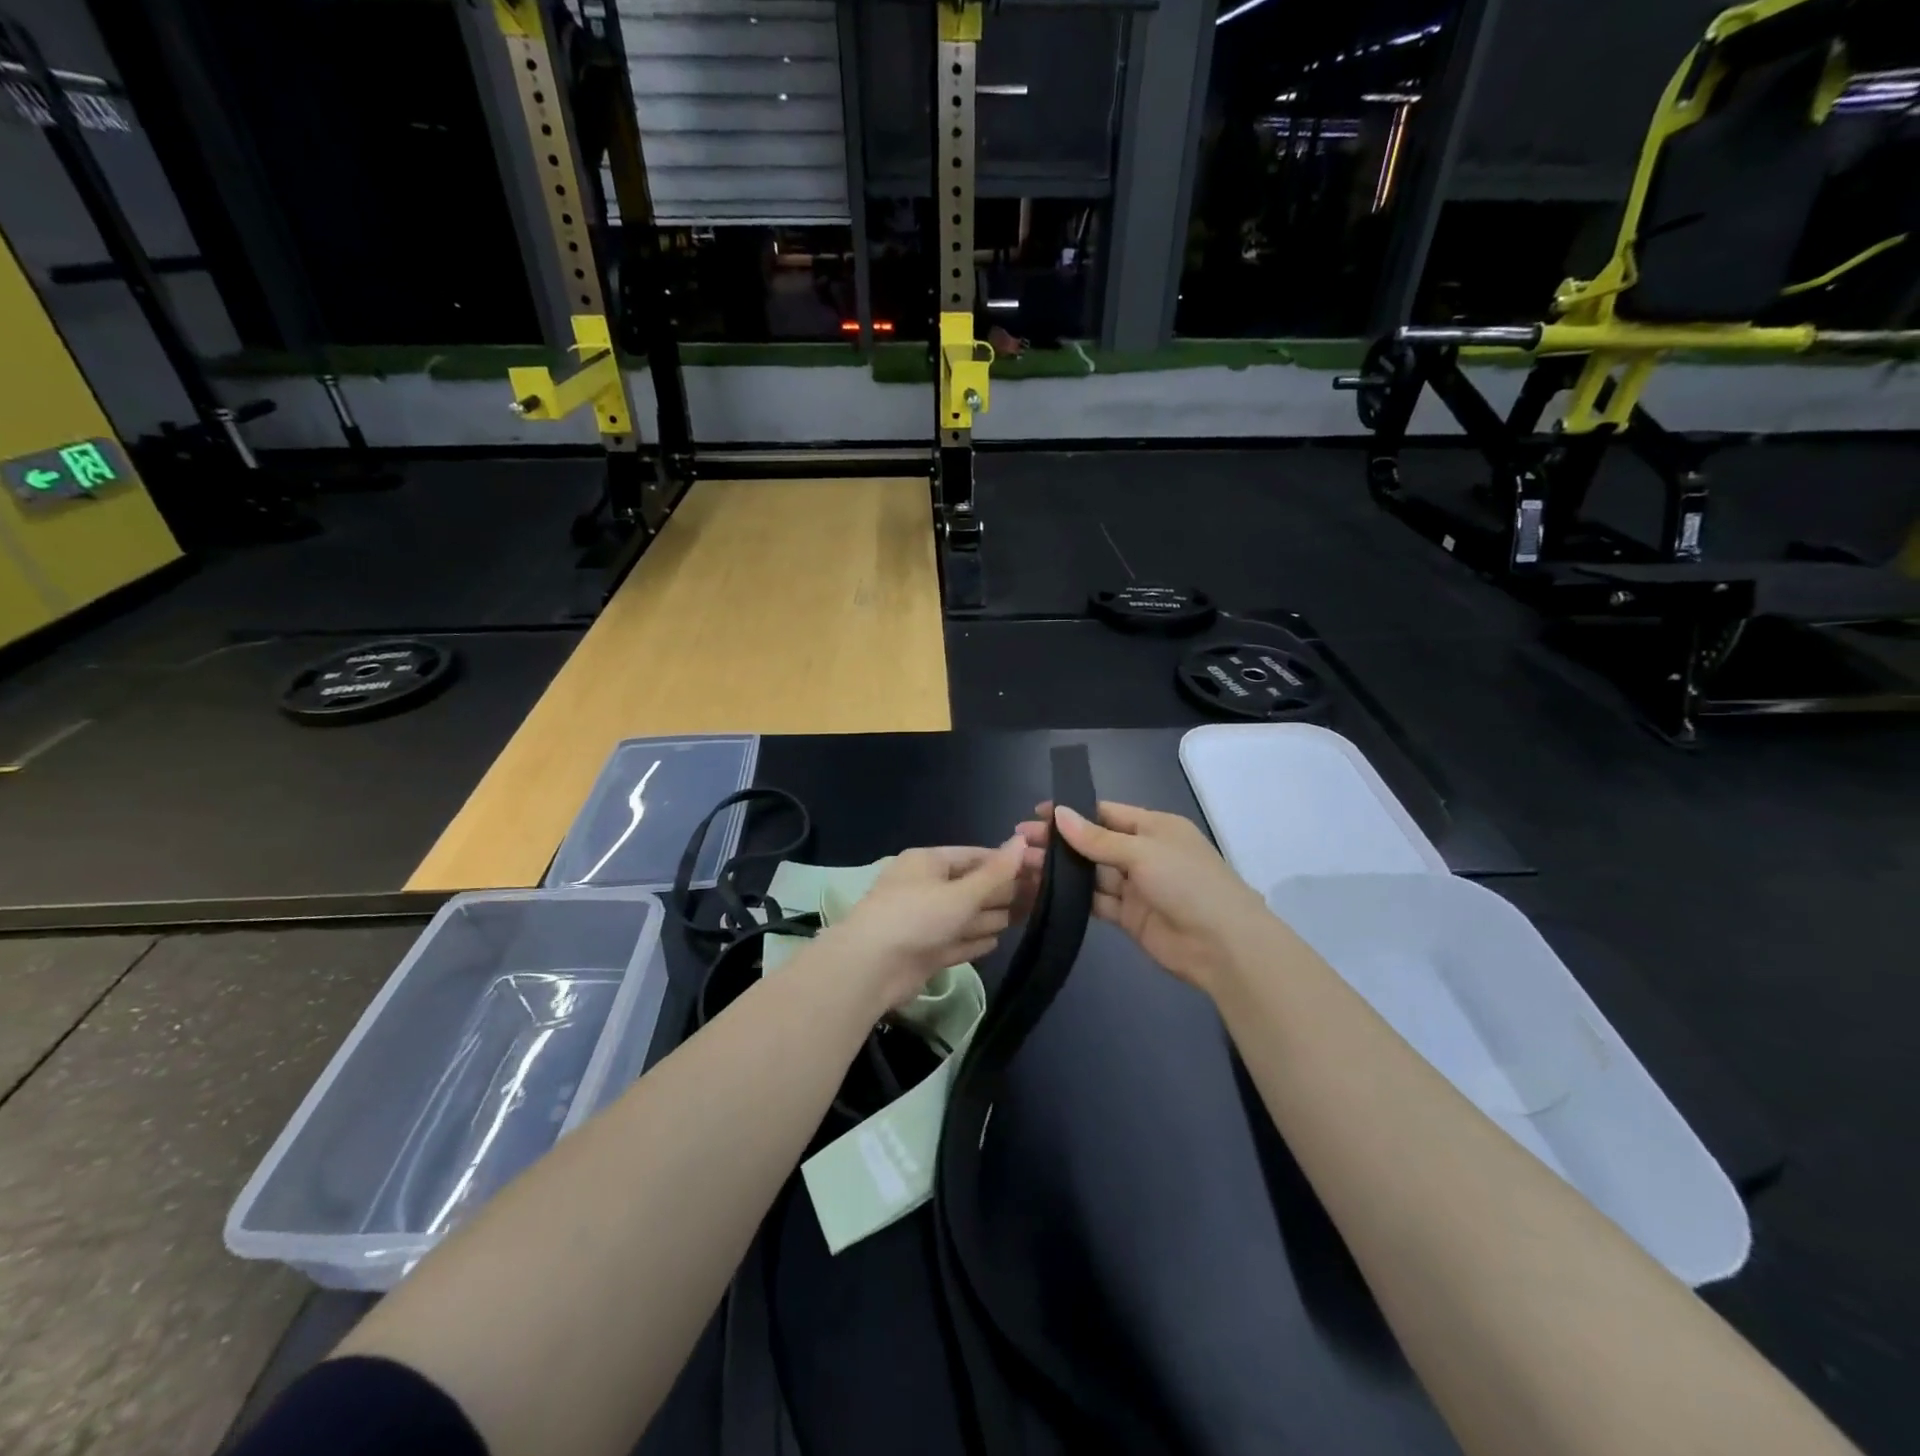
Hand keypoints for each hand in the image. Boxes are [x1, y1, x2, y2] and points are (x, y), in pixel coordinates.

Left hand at [814, 841, 1026, 1010]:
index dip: (1006, 862)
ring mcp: (923, 922)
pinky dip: (974, 941)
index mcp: (927, 862)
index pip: (974, 856)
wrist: (871, 969)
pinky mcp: (924, 952)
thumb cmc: (917, 917)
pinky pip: (956, 942)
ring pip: (965, 916)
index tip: (1039, 867)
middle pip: (971, 886)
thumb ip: (995, 872)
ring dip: (992, 915)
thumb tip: (1022, 842)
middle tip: (1043, 895)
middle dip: (1003, 891)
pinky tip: (996, 941)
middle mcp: (925, 888)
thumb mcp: (961, 892)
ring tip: (1026, 915)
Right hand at [1017, 802, 1275, 996]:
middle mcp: (1143, 852)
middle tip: (1019, 842)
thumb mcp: (1143, 852)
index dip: (1071, 812)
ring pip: (1091, 873)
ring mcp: (1136, 886)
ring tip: (1023, 865)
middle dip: (1059, 842)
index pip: (1105, 813)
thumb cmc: (1188, 883)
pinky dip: (1073, 897)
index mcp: (1154, 827)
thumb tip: (1058, 814)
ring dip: (1061, 870)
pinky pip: (1096, 901)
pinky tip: (1044, 892)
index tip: (1036, 814)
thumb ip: (1097, 839)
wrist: (1223, 946)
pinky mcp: (1129, 916)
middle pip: (1094, 843)